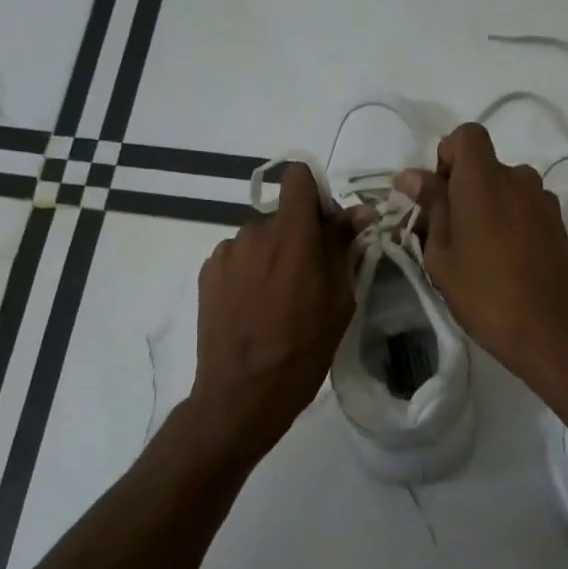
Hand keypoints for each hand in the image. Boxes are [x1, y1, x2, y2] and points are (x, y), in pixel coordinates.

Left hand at [189, 161, 356, 459]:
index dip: (314, 194)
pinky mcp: (207, 272)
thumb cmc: (304, 349)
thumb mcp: (339, 299)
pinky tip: (251, 307)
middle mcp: (255, 232)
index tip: (325, 227)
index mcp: (293, 234)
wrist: (244, 392)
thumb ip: (344, 247)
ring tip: (275, 300)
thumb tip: (360, 212)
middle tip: (306, 278)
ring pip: (258, 239)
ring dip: (270, 256)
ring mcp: (226, 252)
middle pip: (280, 215)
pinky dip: (247, 272)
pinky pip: (236, 258)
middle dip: (296, 235)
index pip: (297, 177)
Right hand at [395, 123, 567, 392]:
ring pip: (505, 190)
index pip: (466, 136)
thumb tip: (411, 175)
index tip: (437, 196)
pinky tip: (503, 265)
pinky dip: (508, 224)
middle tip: (445, 236)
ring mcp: (544, 203)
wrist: (554, 335)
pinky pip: (524, 211)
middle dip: (461, 190)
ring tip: (475, 255)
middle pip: (484, 167)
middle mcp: (519, 180)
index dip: (446, 157)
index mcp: (485, 180)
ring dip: (486, 209)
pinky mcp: (559, 226)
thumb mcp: (443, 255)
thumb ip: (431, 207)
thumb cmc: (485, 295)